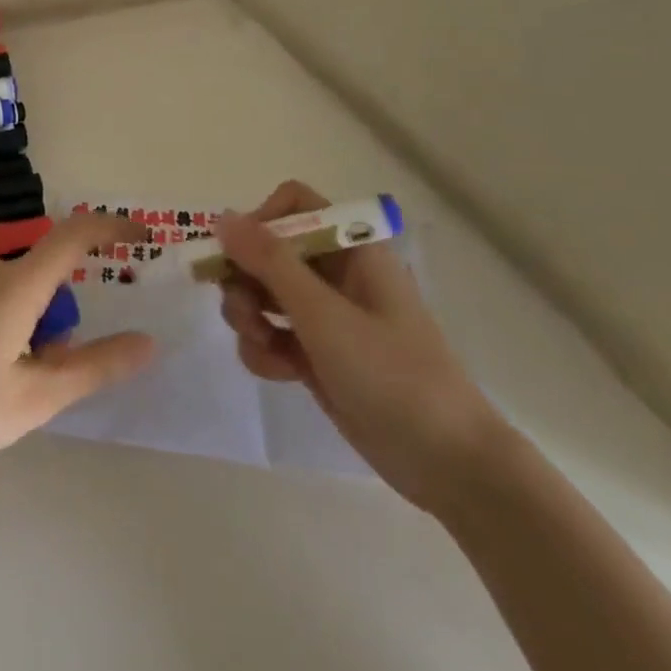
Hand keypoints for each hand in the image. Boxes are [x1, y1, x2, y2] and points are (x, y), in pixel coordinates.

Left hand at [0, 215, 155, 474]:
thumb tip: (146, 342)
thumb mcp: (34, 397)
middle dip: (60, 325)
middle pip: (45, 282)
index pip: (75, 236)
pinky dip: (2, 334)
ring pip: (16, 299)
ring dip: (30, 335)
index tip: (141, 237)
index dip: (112, 227)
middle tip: (45, 381)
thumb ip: (94, 368)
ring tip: (5, 394)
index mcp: (18, 285)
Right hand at [217, 181, 505, 511]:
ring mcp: (327, 315)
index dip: (260, 222)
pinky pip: (273, 333)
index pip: (292, 205)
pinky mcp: (319, 354)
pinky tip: (278, 373)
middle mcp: (336, 272)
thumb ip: (269, 261)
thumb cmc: (392, 374)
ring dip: (249, 315)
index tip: (239, 258)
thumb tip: (222, 217)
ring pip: (264, 292)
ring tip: (262, 346)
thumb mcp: (324, 314)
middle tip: (244, 313)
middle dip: (246, 278)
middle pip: (268, 250)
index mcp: (351, 248)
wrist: (449, 465)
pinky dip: (264, 349)